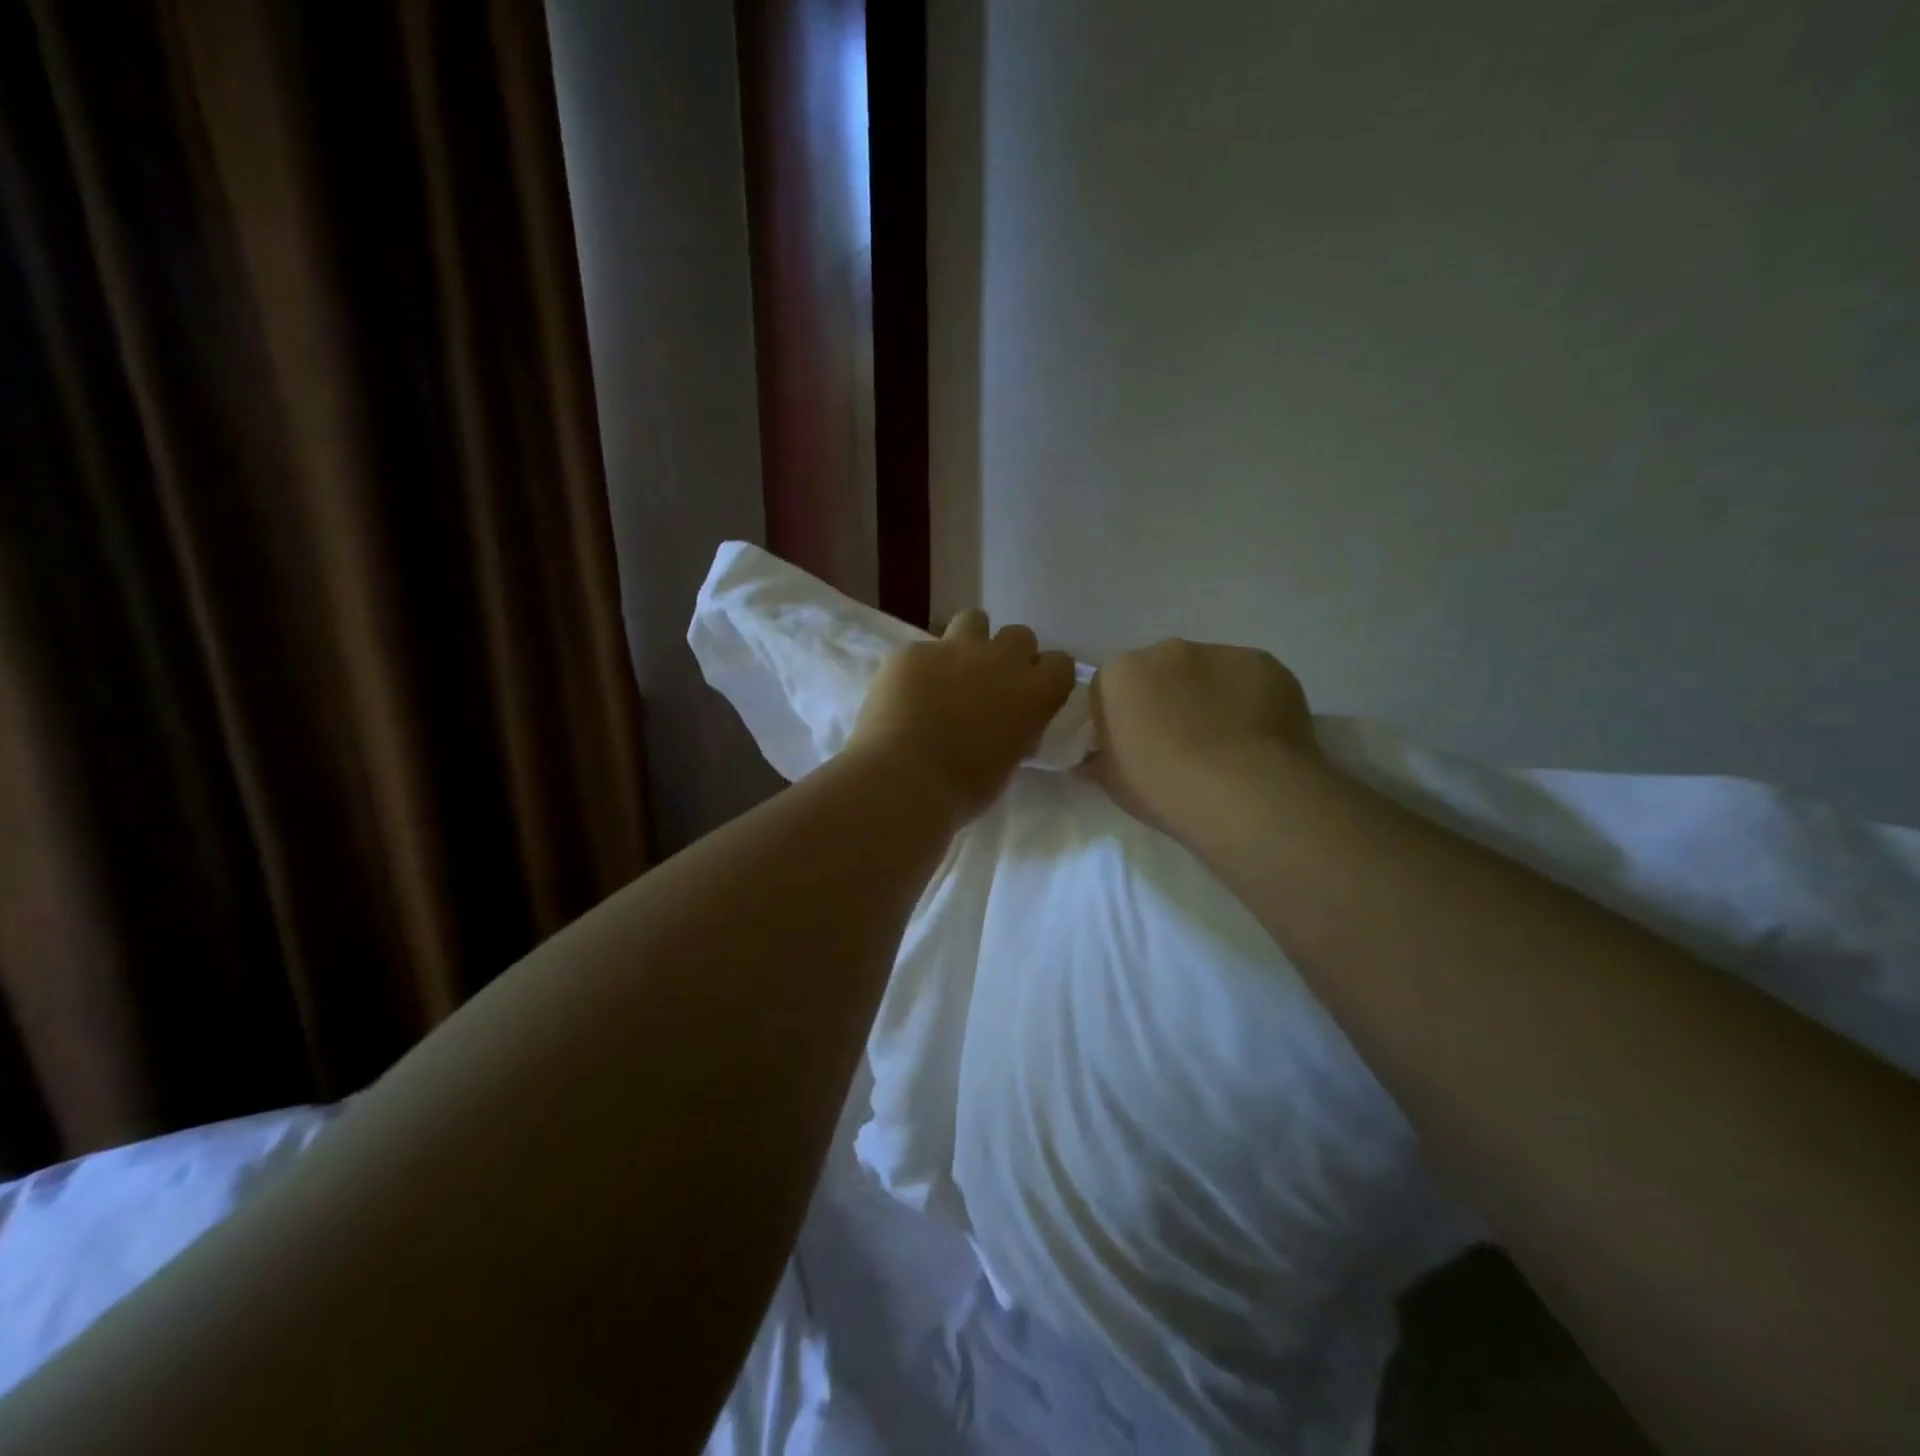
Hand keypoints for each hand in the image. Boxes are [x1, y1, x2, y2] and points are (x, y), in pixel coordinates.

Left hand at [850, 610, 1075, 825]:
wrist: (902, 779)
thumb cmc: (962, 788)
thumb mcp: (1007, 763)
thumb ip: (1015, 731)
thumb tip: (1008, 724)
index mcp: (1032, 692)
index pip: (1061, 663)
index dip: (1046, 677)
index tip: (1031, 695)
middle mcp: (1000, 660)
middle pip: (1020, 636)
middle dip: (1008, 656)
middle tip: (989, 685)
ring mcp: (953, 649)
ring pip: (974, 620)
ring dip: (969, 643)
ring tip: (951, 673)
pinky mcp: (912, 651)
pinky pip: (923, 649)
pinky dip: (919, 668)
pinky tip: (905, 693)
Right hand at [1082, 639, 1317, 841]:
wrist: (1245, 794)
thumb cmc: (1165, 787)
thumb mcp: (1113, 784)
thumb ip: (1098, 762)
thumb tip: (1089, 761)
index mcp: (1120, 674)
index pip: (1109, 688)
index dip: (1119, 717)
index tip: (1132, 748)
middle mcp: (1167, 650)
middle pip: (1159, 672)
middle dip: (1165, 699)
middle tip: (1178, 745)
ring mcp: (1220, 652)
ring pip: (1207, 673)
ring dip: (1208, 698)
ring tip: (1224, 745)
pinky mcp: (1266, 664)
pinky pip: (1248, 681)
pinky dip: (1248, 701)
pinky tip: (1257, 739)